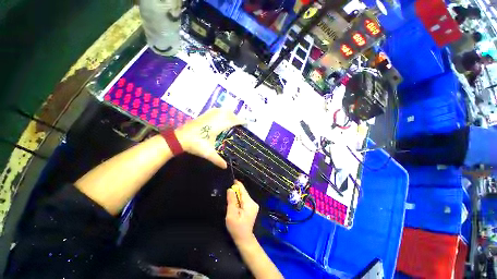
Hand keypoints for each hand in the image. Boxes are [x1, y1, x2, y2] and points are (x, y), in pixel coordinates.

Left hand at [175, 108, 243, 168]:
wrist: (179, 138)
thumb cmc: (195, 145)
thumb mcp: (208, 153)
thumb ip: (218, 160)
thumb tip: (226, 167)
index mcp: (217, 126)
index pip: (232, 120)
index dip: (240, 120)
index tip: (246, 121)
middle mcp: (214, 119)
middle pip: (228, 113)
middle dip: (236, 116)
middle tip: (240, 122)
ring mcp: (208, 116)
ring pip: (222, 110)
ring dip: (229, 113)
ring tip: (232, 118)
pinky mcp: (203, 115)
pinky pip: (214, 110)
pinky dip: (221, 111)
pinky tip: (220, 113)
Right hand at [226, 181, 259, 244]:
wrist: (244, 239)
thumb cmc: (236, 228)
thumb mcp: (231, 215)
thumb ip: (231, 201)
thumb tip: (230, 189)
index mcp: (249, 203)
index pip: (243, 189)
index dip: (236, 184)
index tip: (229, 180)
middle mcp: (253, 202)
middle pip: (243, 192)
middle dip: (235, 192)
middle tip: (226, 192)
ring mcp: (253, 205)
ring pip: (243, 196)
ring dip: (236, 196)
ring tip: (229, 198)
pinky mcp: (251, 207)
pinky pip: (244, 200)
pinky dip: (239, 200)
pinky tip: (234, 204)